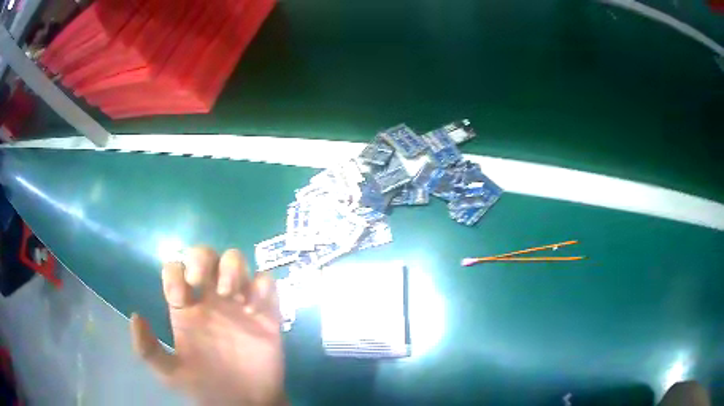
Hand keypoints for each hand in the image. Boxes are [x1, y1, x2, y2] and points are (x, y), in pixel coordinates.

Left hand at [130, 246, 286, 405]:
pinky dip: (261, 286)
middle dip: (202, 260)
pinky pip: (265, 282)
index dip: (174, 274)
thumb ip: (148, 350)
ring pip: (234, 259)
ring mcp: (238, 303)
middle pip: (204, 254)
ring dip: (232, 268)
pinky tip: (255, 309)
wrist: (245, 404)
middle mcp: (210, 298)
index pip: (175, 268)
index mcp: (186, 307)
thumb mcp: (170, 373)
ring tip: (231, 295)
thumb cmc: (207, 387)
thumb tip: (136, 316)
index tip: (180, 300)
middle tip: (204, 285)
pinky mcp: (265, 312)